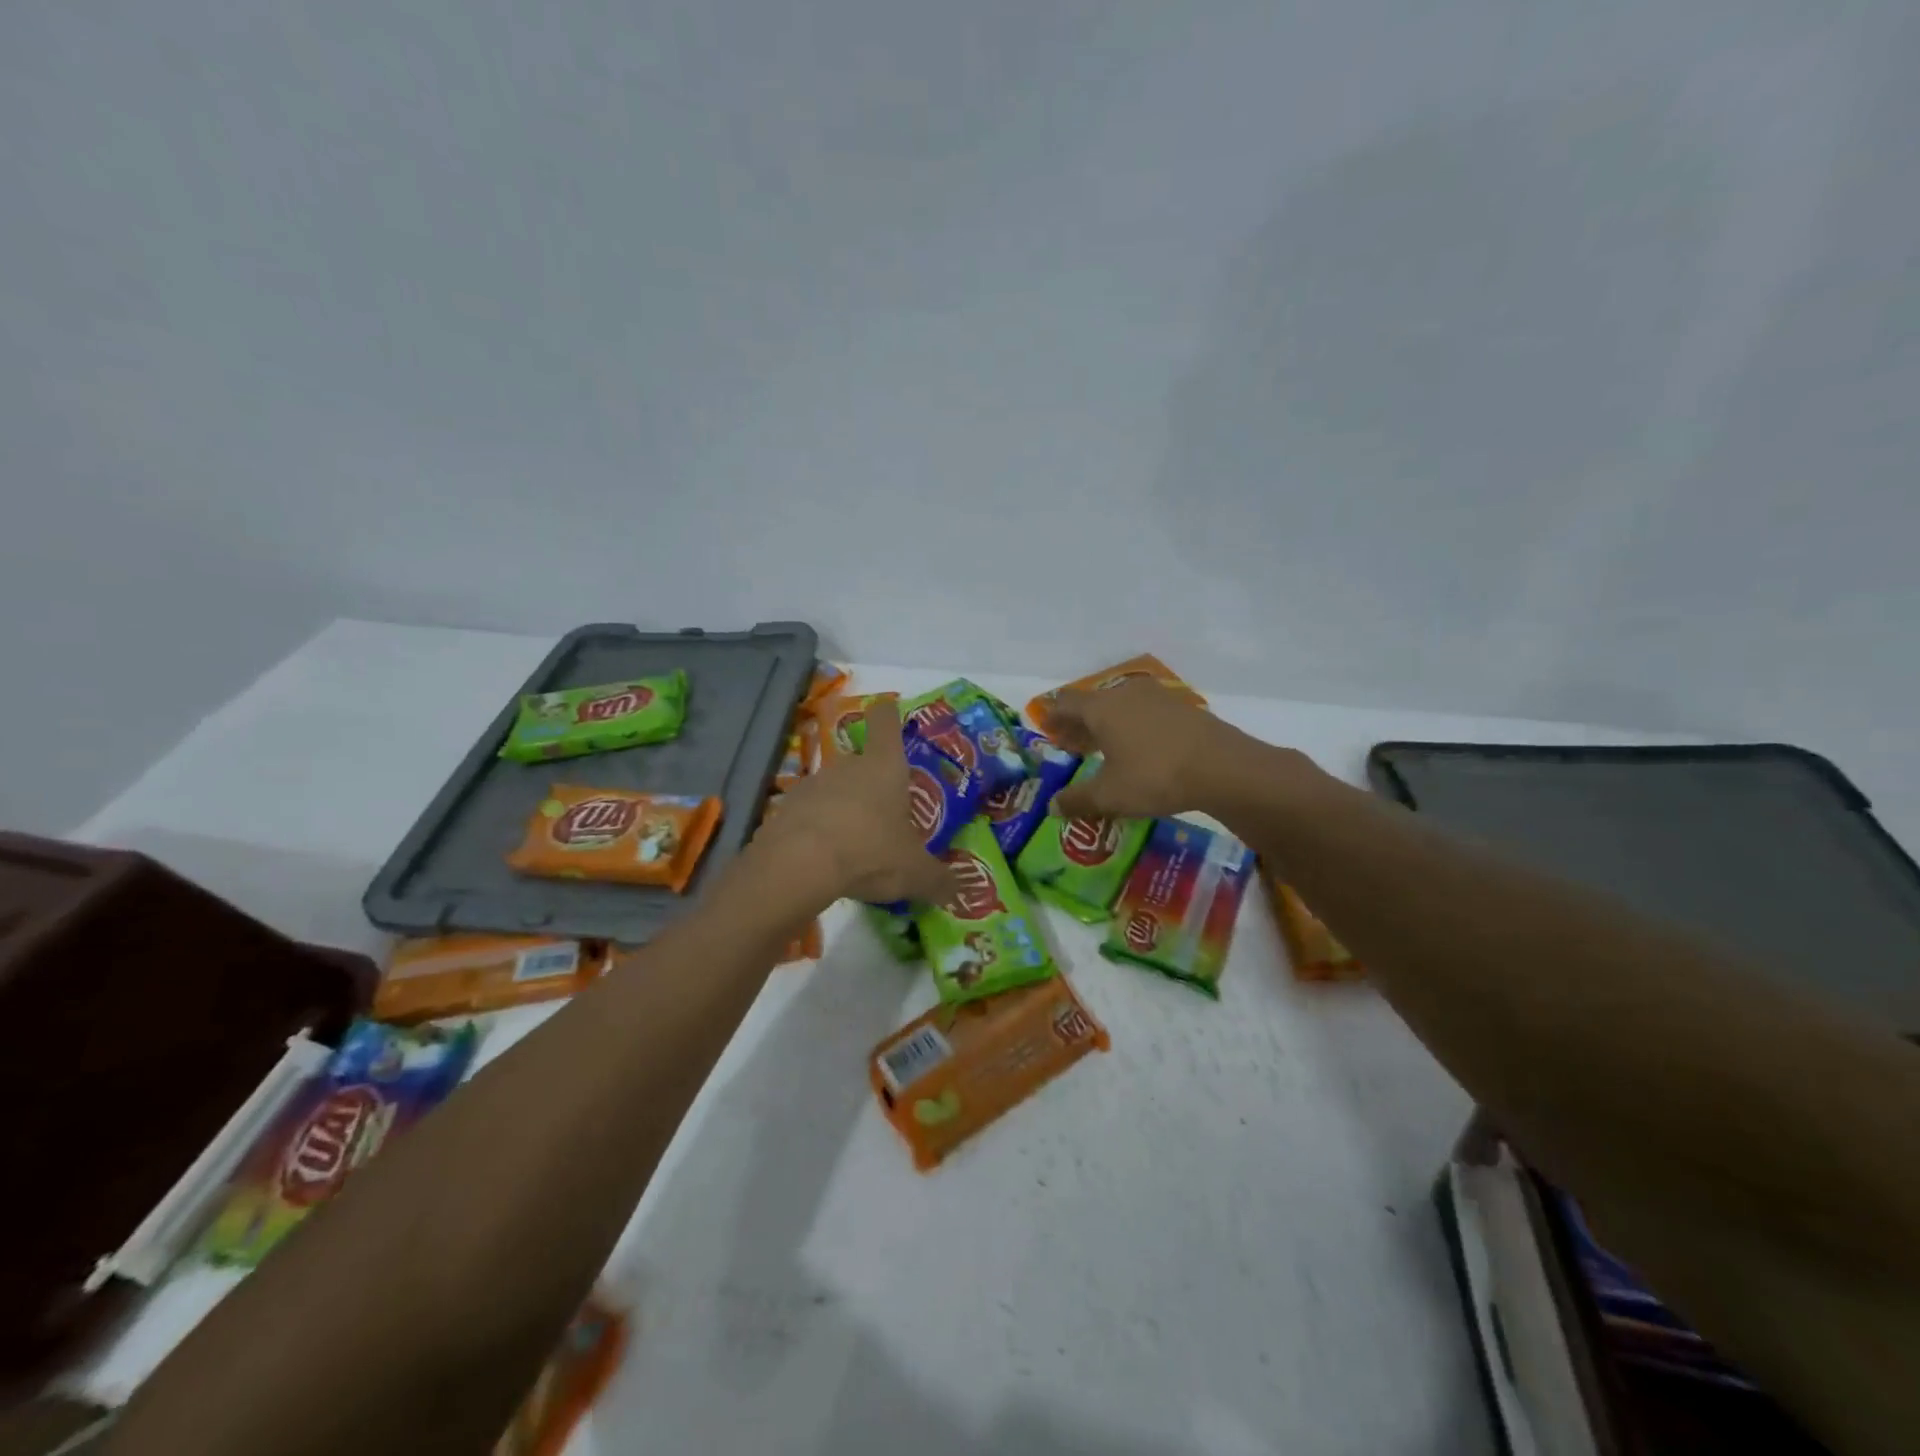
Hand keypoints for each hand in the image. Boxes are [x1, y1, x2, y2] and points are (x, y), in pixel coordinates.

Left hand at [748, 698, 959, 909]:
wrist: (799, 865)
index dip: (889, 714)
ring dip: (844, 808)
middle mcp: (848, 766)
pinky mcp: (786, 809)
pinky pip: (810, 814)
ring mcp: (812, 785)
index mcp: (884, 767)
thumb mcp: (915, 873)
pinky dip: (818, 829)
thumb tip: (960, 892)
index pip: (886, 723)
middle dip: (873, 783)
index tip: (889, 709)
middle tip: (886, 813)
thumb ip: (939, 881)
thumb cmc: (871, 852)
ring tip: (856, 842)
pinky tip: (826, 857)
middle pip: (861, 762)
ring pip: (834, 789)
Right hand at [1046, 678, 1261, 819]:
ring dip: (1107, 725)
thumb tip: (1052, 807)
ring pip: (1120, 706)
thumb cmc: (1154, 777)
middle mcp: (1125, 694)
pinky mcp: (1182, 707)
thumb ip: (1077, 800)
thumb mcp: (1109, 795)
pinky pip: (1145, 712)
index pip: (1065, 703)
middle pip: (1092, 703)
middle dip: (1079, 724)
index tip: (1047, 732)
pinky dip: (1133, 727)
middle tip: (1071, 745)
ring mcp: (1157, 697)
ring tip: (1104, 749)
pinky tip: (1139, 749)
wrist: (1222, 767)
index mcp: (1101, 708)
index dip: (1053, 717)